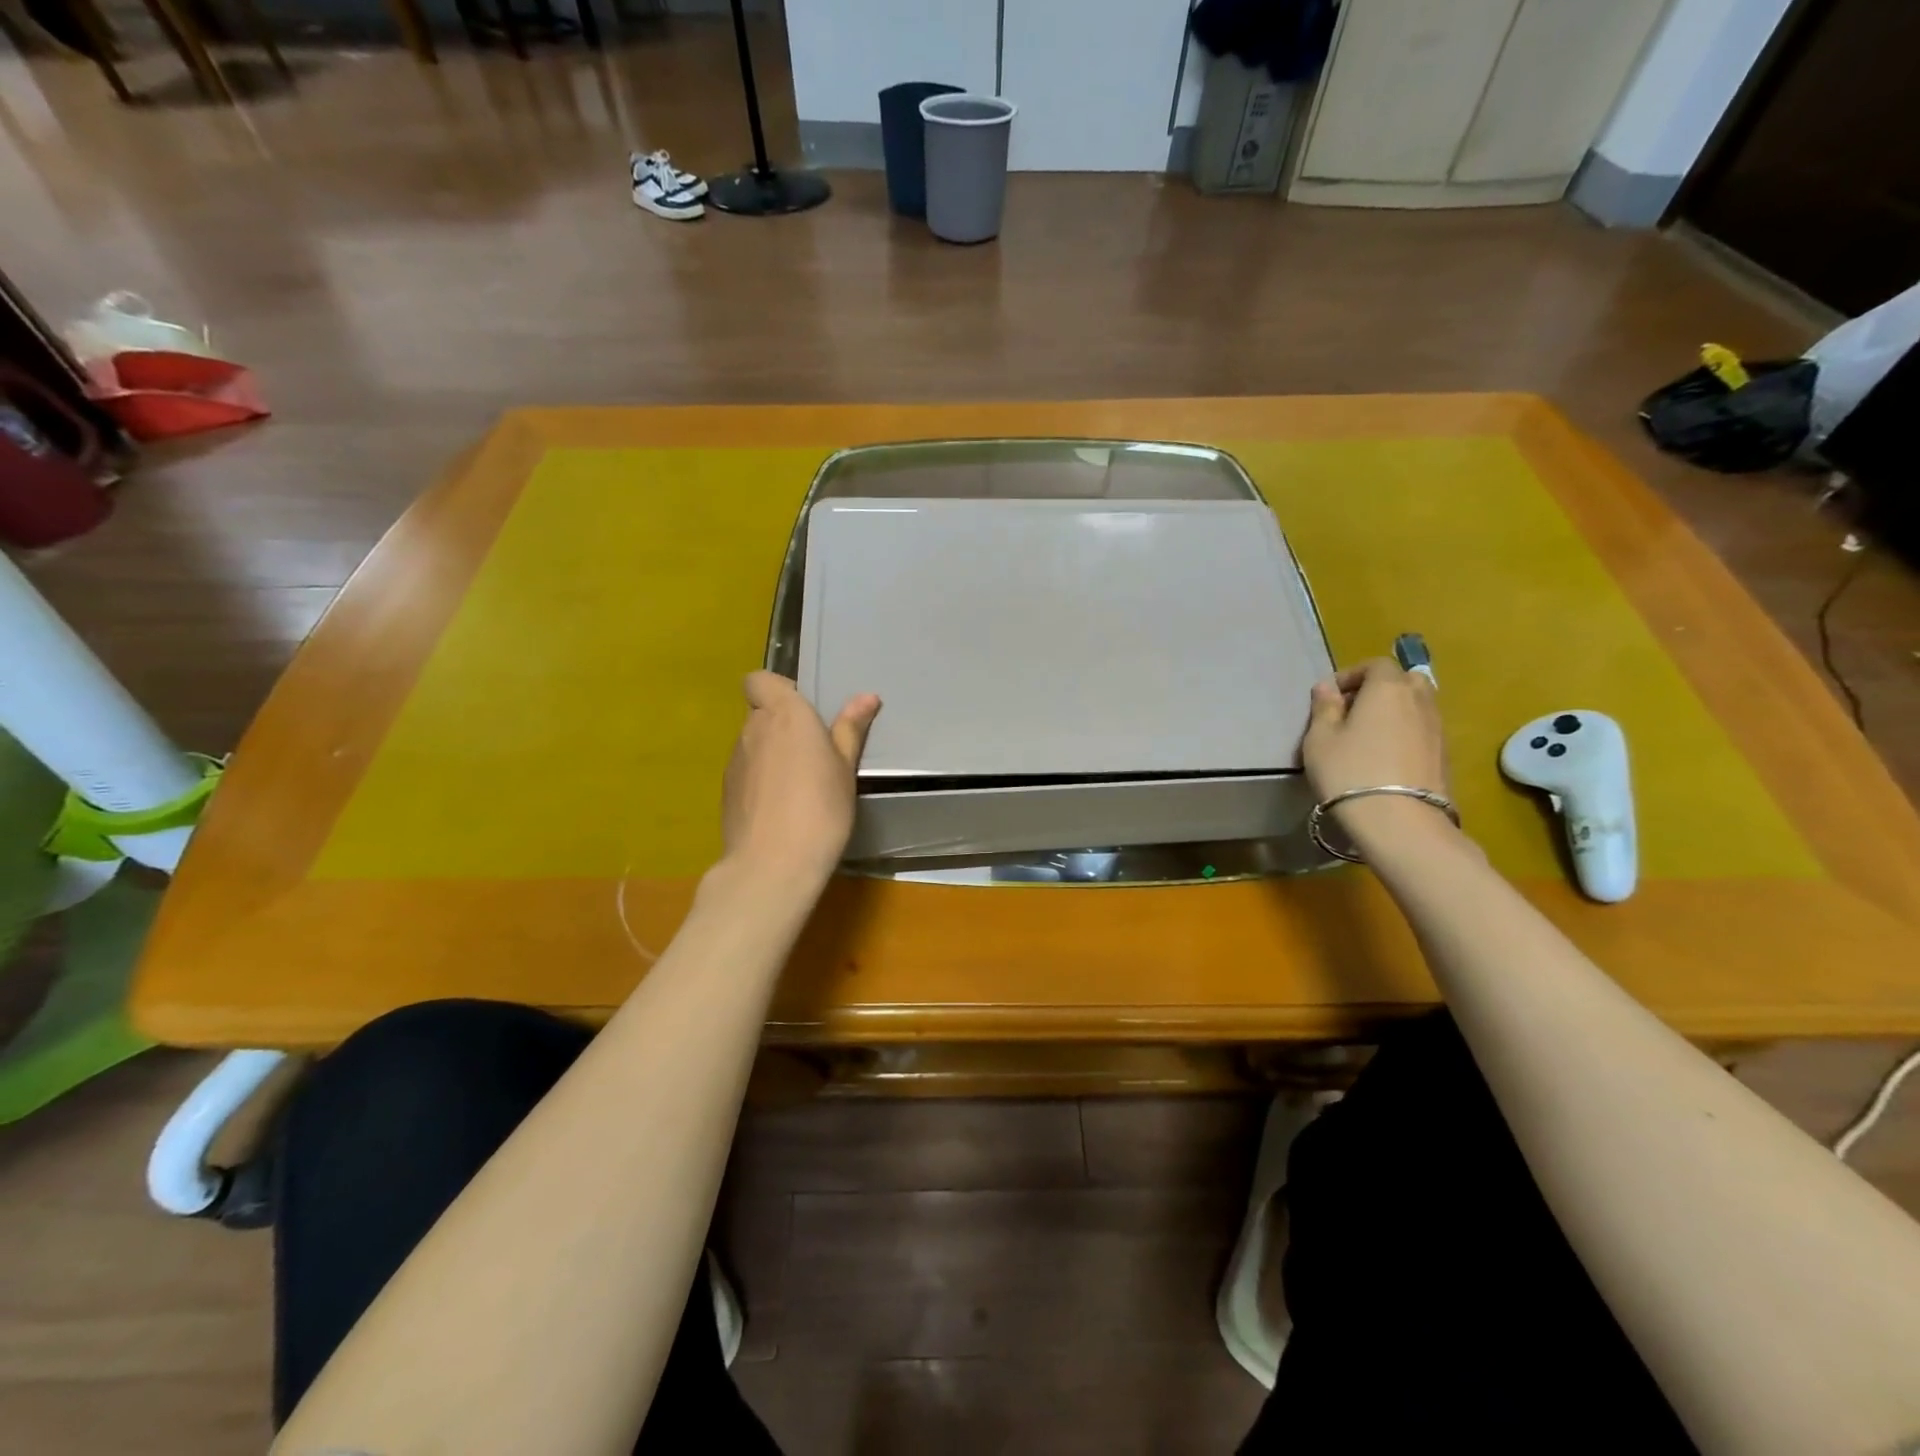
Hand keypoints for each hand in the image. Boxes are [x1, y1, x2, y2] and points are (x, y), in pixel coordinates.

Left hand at [720, 671, 880, 884]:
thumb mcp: (845, 768)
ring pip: (753, 744)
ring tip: (800, 786)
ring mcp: (735, 762)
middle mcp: (752, 730)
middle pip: (760, 713)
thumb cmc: (821, 808)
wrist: (773, 865)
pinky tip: (782, 809)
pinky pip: (747, 773)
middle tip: (814, 753)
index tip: (803, 711)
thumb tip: (866, 697)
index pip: (758, 680)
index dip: (777, 689)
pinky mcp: (726, 792)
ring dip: (772, 754)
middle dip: (782, 726)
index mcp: (784, 714)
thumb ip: (850, 729)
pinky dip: (761, 781)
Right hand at [1302, 658, 1450, 846]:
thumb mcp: (1320, 739)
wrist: (1399, 821)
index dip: (1352, 674)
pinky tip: (1385, 758)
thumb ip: (1324, 708)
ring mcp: (1438, 729)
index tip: (1331, 696)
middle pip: (1405, 680)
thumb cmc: (1350, 772)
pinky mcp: (1445, 756)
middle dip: (1380, 689)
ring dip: (1394, 712)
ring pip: (1417, 706)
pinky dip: (1406, 733)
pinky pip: (1423, 731)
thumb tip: (1327, 688)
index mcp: (1388, 688)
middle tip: (1353, 711)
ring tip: (1368, 736)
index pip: (1376, 664)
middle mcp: (1420, 701)